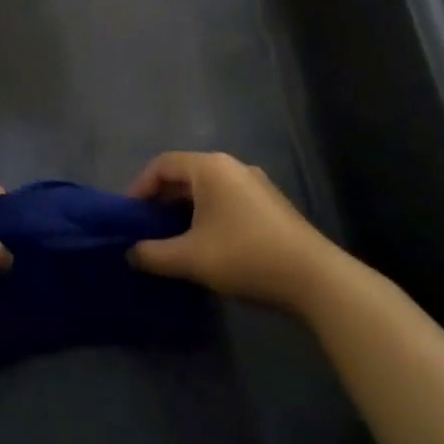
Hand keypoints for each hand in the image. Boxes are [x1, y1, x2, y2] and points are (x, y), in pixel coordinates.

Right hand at [127, 152, 335, 312]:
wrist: (315, 279)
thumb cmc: (245, 256)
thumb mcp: (190, 258)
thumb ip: (153, 254)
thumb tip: (130, 253)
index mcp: (210, 168)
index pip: (162, 164)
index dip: (139, 188)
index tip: (128, 217)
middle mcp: (232, 166)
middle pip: (184, 174)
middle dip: (160, 200)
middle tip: (145, 228)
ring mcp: (255, 184)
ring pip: (207, 189)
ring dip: (183, 210)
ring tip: (171, 239)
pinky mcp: (270, 205)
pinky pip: (226, 200)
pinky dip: (207, 215)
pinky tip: (205, 245)